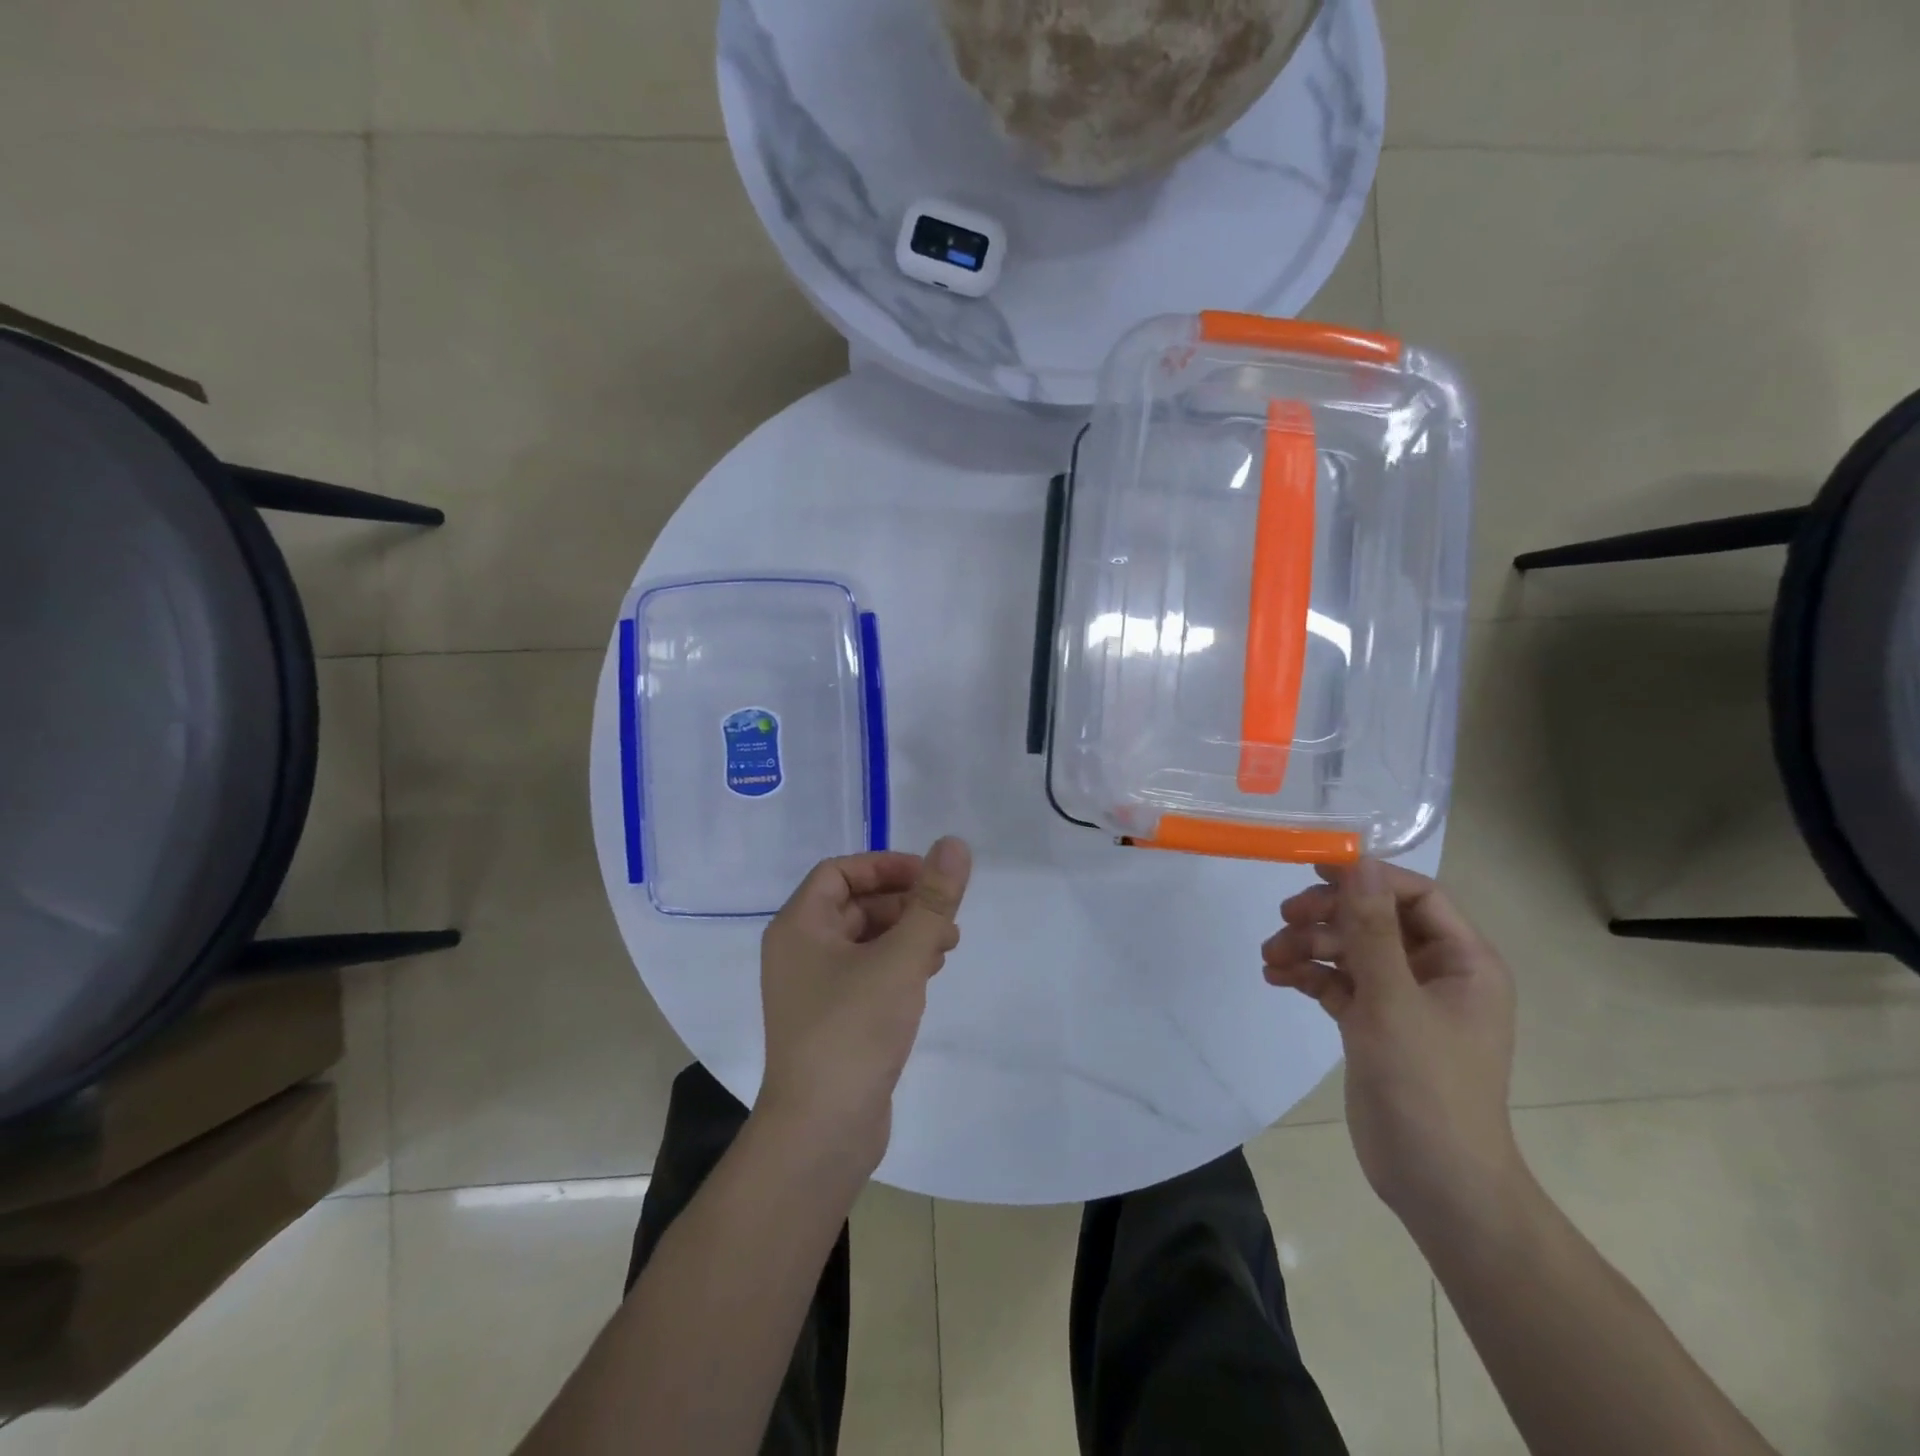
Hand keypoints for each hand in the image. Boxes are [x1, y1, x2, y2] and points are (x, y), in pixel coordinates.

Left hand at [756, 838, 972, 1173]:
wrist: (821, 1132)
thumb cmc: (854, 1031)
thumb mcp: (901, 958)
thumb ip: (932, 901)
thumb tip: (954, 844)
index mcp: (799, 927)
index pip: (840, 871)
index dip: (886, 867)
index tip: (930, 878)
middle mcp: (799, 951)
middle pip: (854, 904)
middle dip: (904, 903)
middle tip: (947, 915)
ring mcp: (813, 989)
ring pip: (864, 940)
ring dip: (906, 933)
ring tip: (947, 946)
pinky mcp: (832, 1020)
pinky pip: (866, 973)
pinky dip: (898, 964)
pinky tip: (928, 975)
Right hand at [1262, 859, 1520, 1230]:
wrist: (1435, 1182)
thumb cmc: (1427, 1085)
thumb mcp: (1393, 999)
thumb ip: (1372, 928)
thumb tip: (1359, 861)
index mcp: (1463, 962)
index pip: (1416, 895)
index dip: (1368, 878)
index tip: (1316, 871)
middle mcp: (1436, 973)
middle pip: (1376, 920)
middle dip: (1328, 916)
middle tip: (1285, 918)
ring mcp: (1403, 1000)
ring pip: (1351, 950)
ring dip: (1309, 946)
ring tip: (1271, 957)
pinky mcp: (1375, 1025)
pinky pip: (1339, 983)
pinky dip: (1309, 976)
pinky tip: (1278, 978)